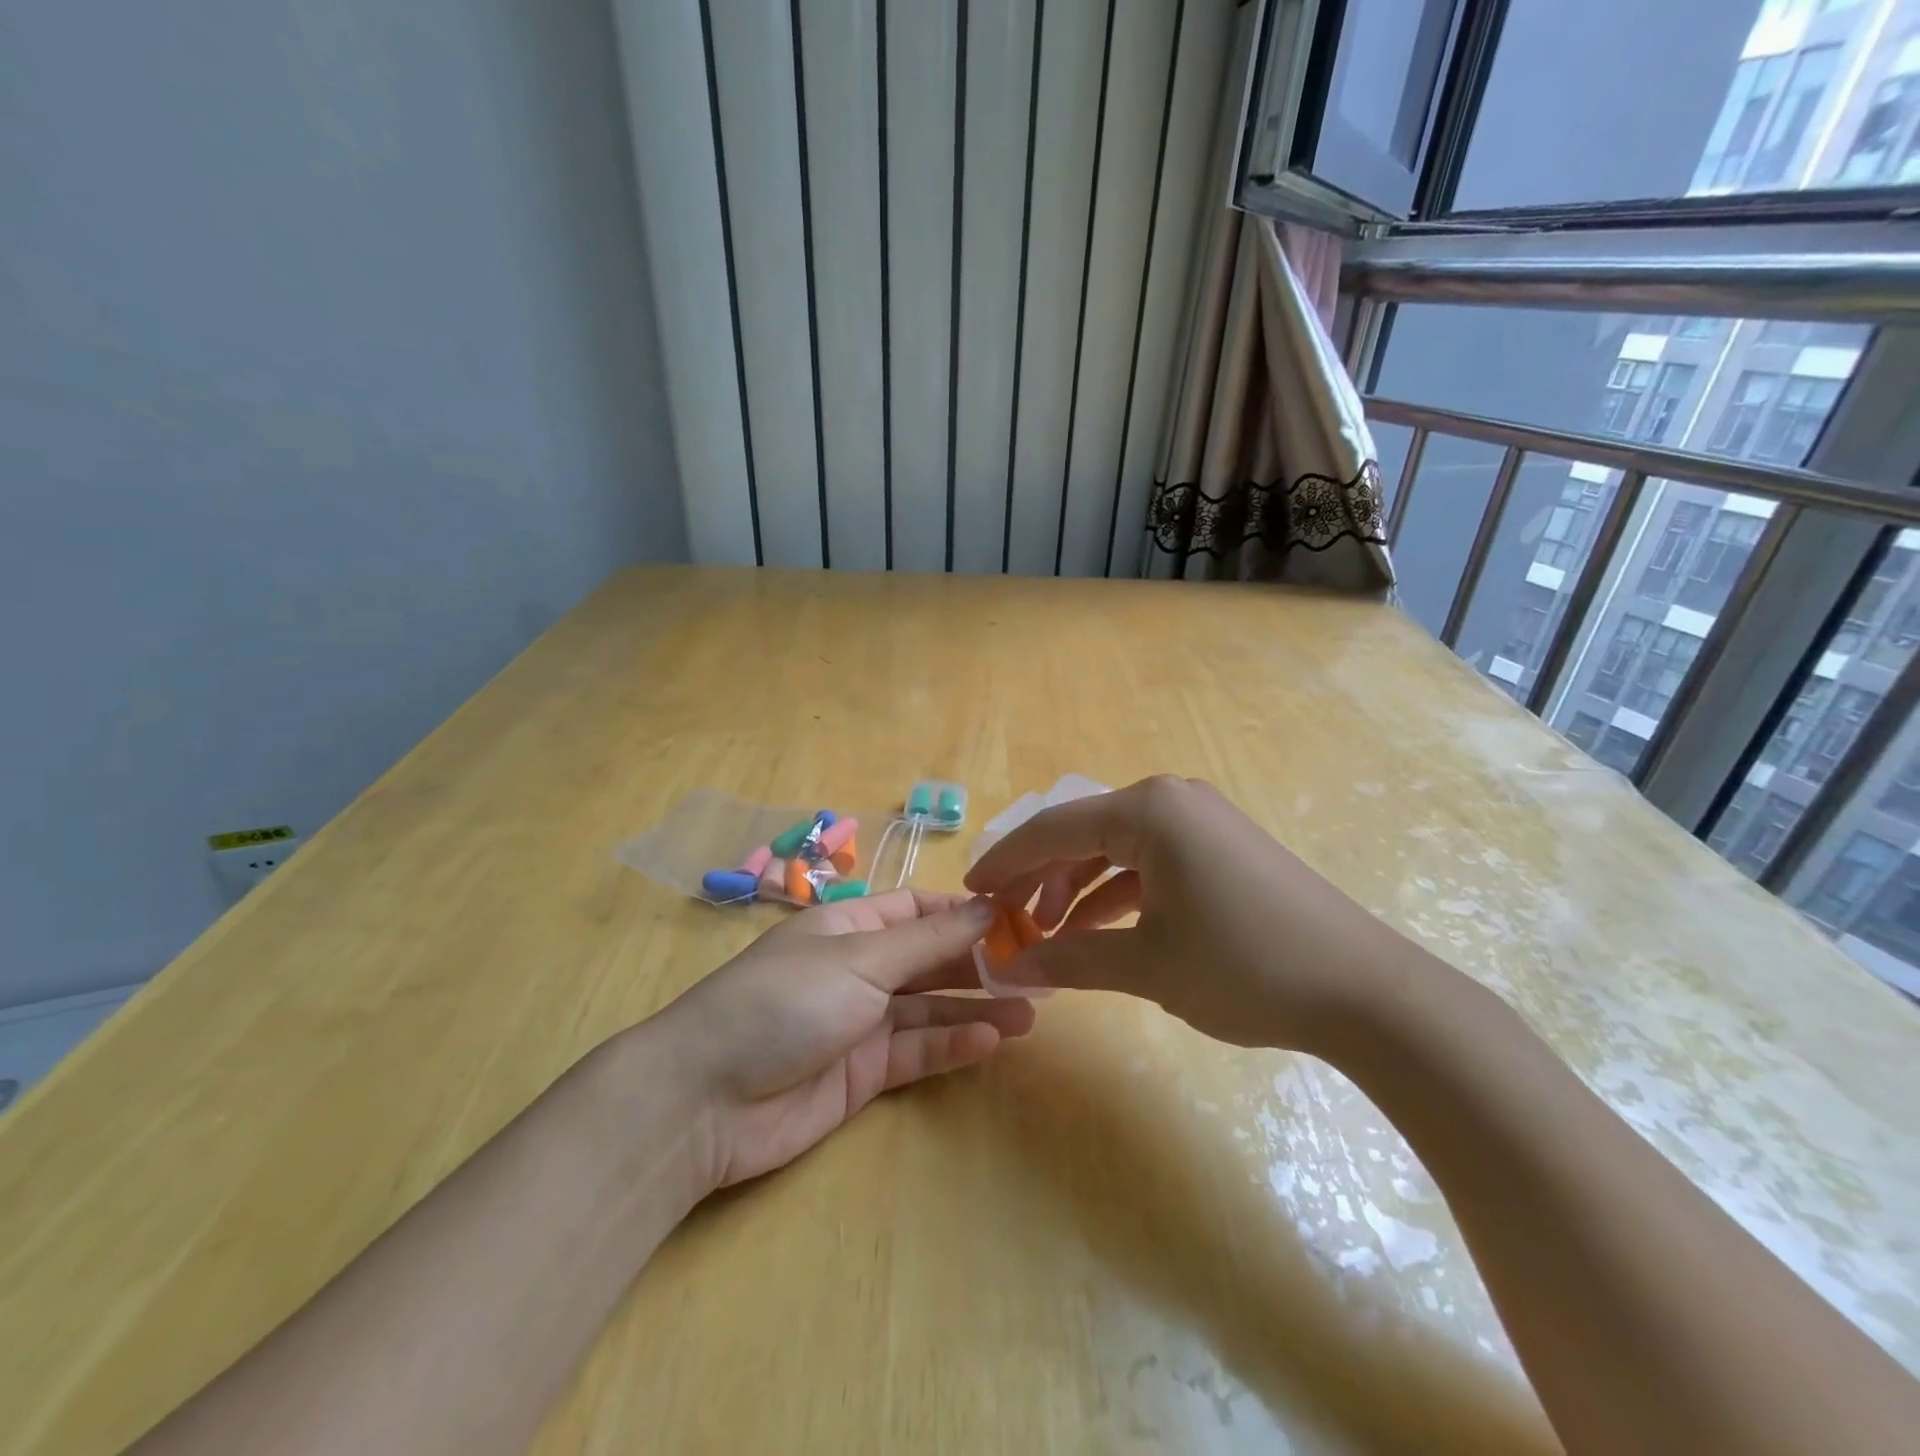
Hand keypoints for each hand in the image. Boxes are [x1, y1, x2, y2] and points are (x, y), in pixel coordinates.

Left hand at [658, 890, 1033, 1189]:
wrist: (706, 1101)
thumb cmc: (785, 1002)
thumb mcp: (861, 959)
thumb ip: (929, 940)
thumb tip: (989, 904)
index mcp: (849, 927)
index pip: (917, 910)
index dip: (964, 913)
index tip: (1017, 919)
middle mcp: (857, 969)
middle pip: (929, 959)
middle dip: (978, 963)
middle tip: (1036, 971)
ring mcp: (860, 1022)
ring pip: (929, 1008)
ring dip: (975, 1007)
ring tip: (1029, 1013)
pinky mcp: (862, 1074)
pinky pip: (916, 1051)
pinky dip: (951, 1044)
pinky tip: (989, 1040)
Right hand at [963, 775, 1406, 1052]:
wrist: (1366, 991)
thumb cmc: (1244, 966)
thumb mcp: (1146, 965)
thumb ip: (1070, 960)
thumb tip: (1006, 968)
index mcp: (1147, 810)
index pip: (1052, 829)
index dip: (1004, 863)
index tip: (968, 892)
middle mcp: (1170, 800)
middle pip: (1081, 833)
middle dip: (1038, 877)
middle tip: (1003, 920)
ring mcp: (1200, 822)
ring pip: (1115, 848)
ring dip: (1076, 888)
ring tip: (1046, 934)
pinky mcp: (1221, 849)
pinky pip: (1150, 861)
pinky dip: (1118, 893)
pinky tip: (1097, 929)